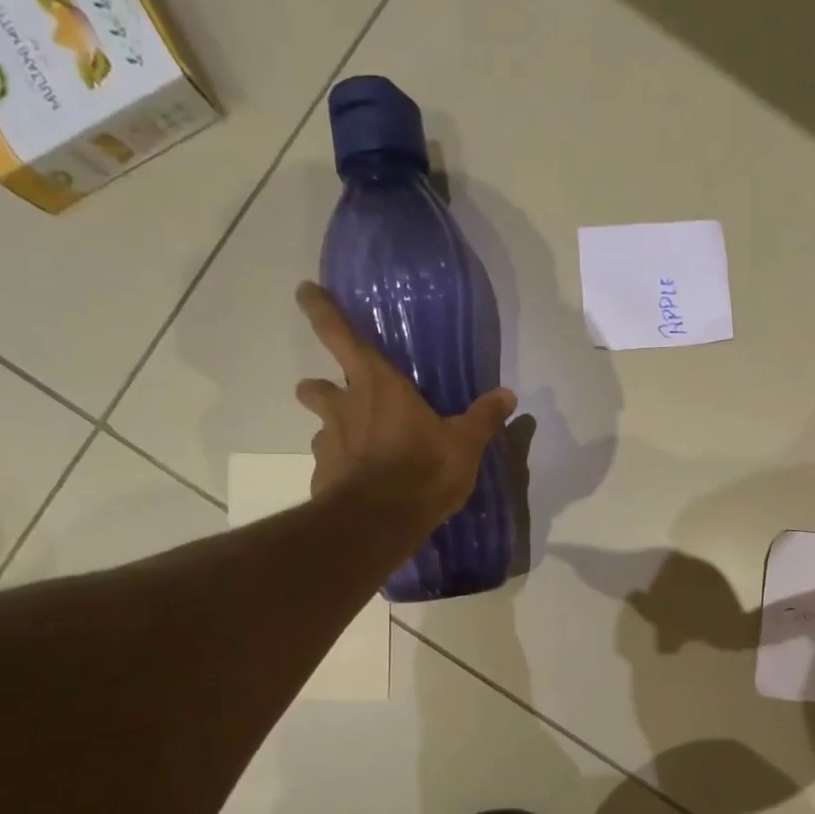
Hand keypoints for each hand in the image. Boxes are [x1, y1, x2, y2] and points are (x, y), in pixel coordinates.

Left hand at [294, 282, 515, 533]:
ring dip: (333, 431)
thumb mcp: (464, 444)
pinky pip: (329, 465)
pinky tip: (359, 485)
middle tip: (336, 396)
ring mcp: (328, 443)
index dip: (322, 310)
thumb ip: (483, 418)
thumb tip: (508, 395)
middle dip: (320, 387)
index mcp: (378, 385)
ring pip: (319, 426)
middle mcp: (344, 407)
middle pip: (315, 386)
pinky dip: (340, 470)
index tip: (306, 292)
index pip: (341, 335)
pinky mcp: (322, 477)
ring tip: (356, 448)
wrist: (380, 521)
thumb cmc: (423, 469)